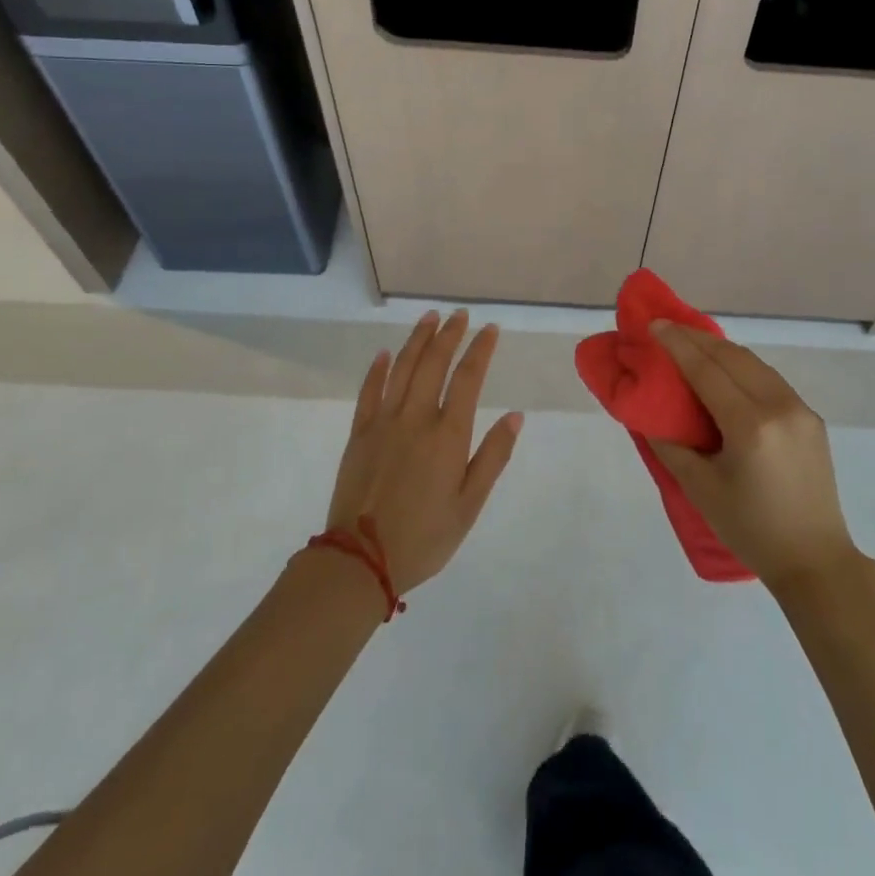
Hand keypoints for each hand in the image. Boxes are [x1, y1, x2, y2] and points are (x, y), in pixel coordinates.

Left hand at [325, 311, 521, 593]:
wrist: (360, 561)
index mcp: (448, 434)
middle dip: (449, 334)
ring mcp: (383, 422)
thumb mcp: (470, 504)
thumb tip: (515, 416)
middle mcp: (416, 418)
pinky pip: (369, 392)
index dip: (480, 349)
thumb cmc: (424, 536)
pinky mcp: (359, 434)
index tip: (490, 329)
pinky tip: (385, 353)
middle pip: (433, 363)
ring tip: (430, 318)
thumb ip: (493, 456)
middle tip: (460, 314)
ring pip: (402, 368)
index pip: (468, 378)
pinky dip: (378, 369)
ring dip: (417, 340)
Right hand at [646, 322, 858, 591]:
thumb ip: (672, 446)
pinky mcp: (810, 417)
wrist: (815, 560)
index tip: (654, 324)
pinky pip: (769, 379)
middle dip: (696, 338)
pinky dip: (742, 367)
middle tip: (667, 328)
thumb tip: (651, 415)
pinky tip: (725, 370)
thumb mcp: (701, 490)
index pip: (707, 370)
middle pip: (732, 357)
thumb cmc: (751, 529)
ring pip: (753, 363)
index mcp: (750, 425)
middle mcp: (779, 406)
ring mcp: (799, 409)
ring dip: (720, 349)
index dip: (678, 344)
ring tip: (691, 343)